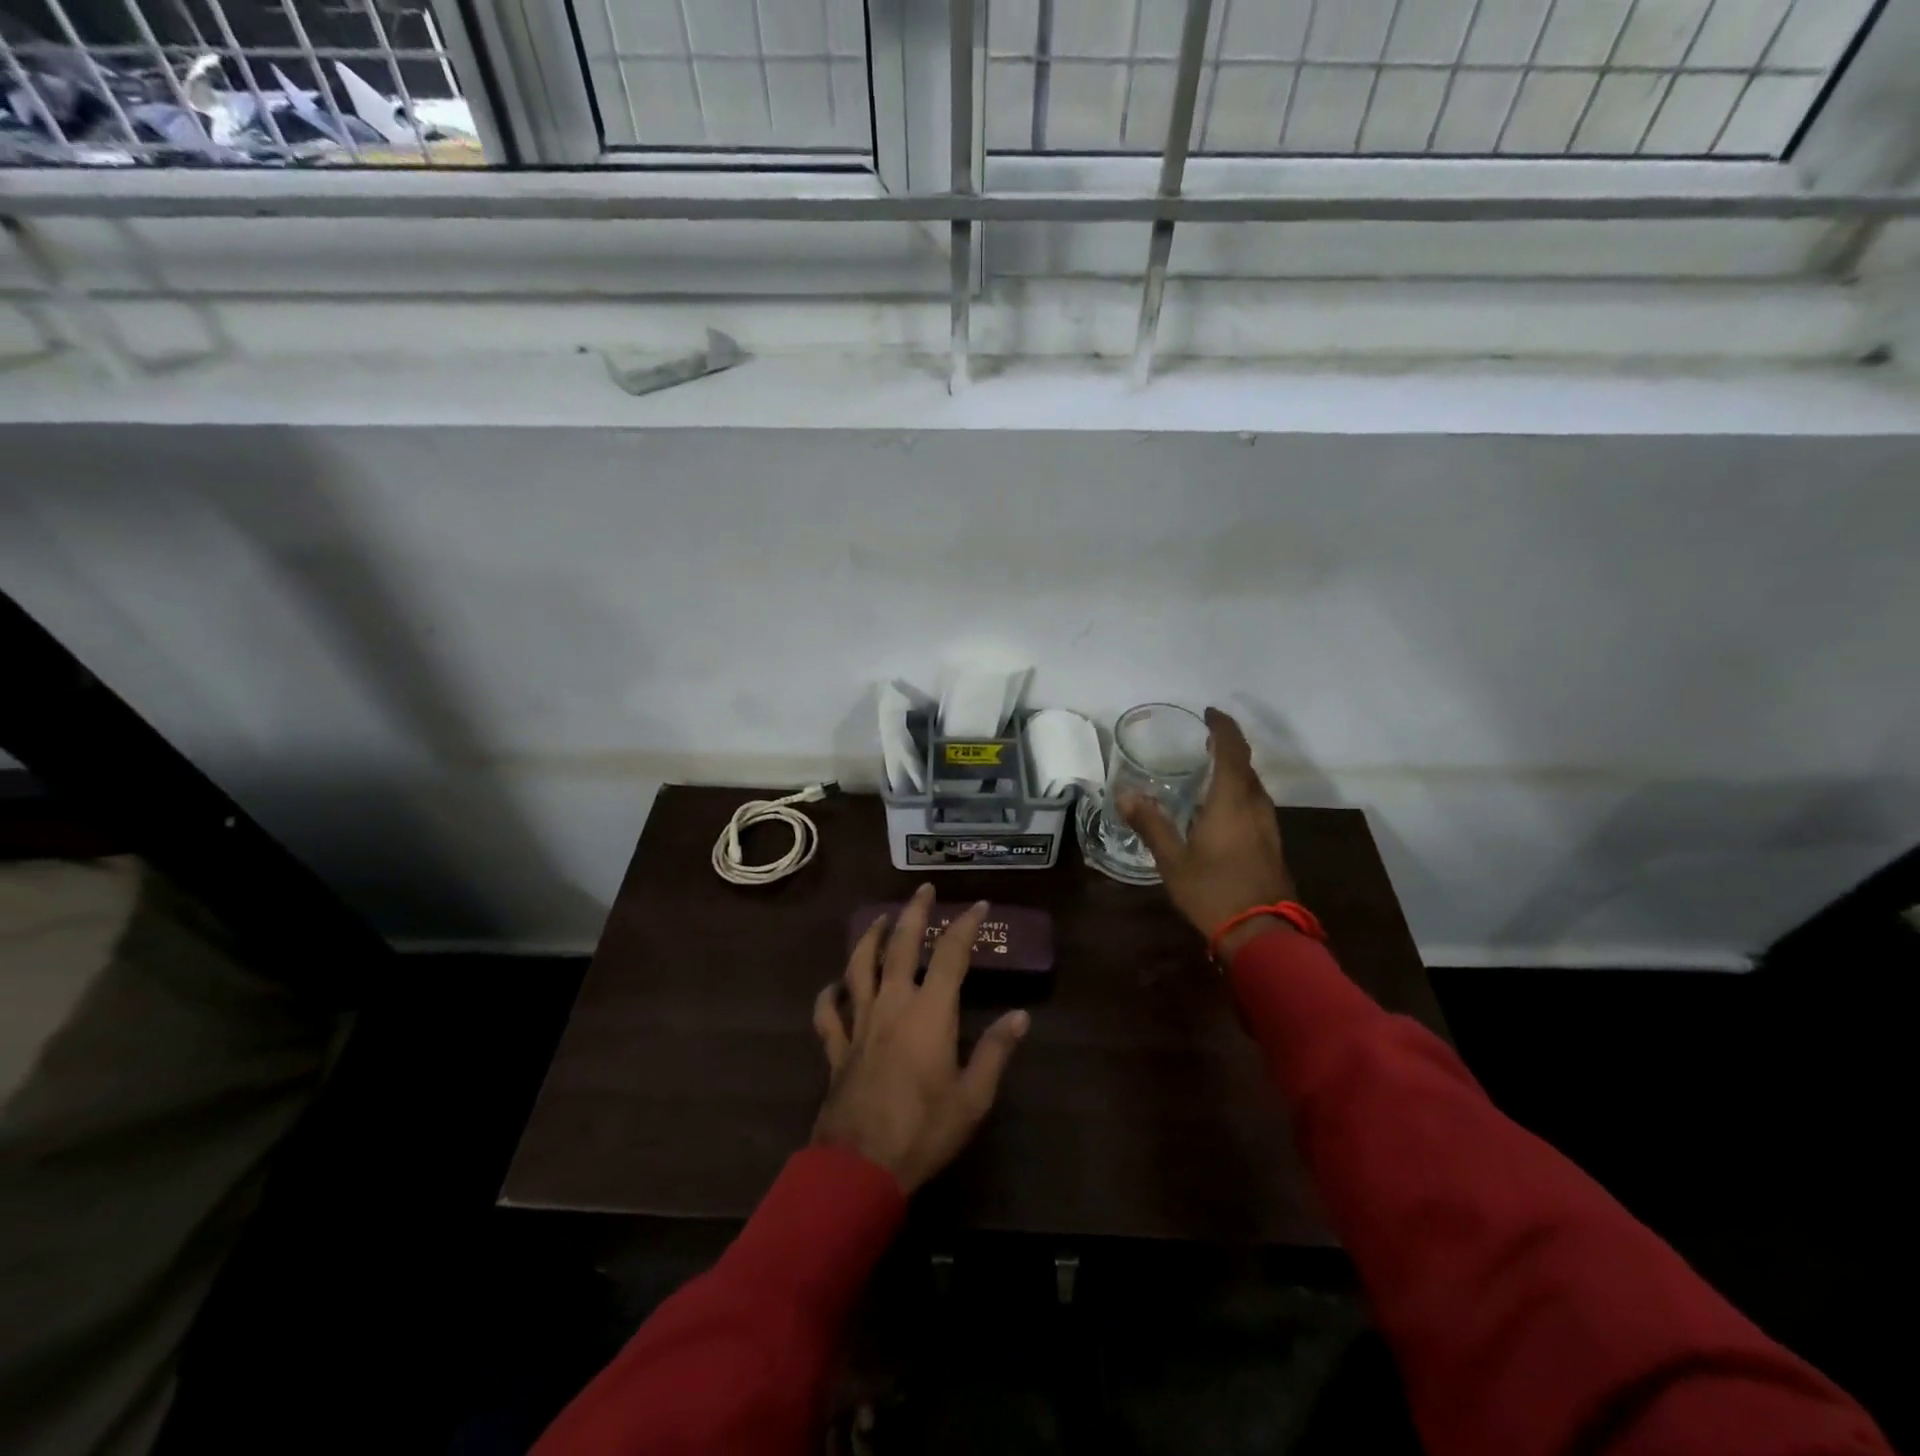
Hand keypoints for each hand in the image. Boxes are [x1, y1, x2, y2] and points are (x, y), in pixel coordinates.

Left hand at [811, 884, 1029, 1192]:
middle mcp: (892, 1005)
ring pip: (859, 966)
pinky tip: (833, 986)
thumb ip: (996, 1052)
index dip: (966, 926)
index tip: (978, 905)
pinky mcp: (837, 1047)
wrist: (860, 1167)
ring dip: (870, 938)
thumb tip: (1020, 1016)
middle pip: (902, 946)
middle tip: (923, 889)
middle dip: (914, 913)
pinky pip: (827, 1013)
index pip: (952, 955)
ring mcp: (859, 1023)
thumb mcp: (973, 1097)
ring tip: (881, 920)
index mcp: (929, 1013)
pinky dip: (829, 995)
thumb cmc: (924, 1131)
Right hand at [1120, 707, 1297, 957]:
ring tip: (1208, 774)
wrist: (1263, 935)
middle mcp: (1256, 806)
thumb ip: (1151, 824)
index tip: (1209, 713)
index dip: (1223, 727)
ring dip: (1234, 774)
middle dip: (1227, 750)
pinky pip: (1255, 806)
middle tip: (1202, 745)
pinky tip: (1220, 812)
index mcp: (1232, 801)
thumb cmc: (1214, 891)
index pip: (1233, 750)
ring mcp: (1269, 827)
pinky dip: (1238, 795)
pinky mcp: (1272, 845)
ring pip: (1253, 788)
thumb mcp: (1172, 860)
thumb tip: (1125, 794)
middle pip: (1246, 766)